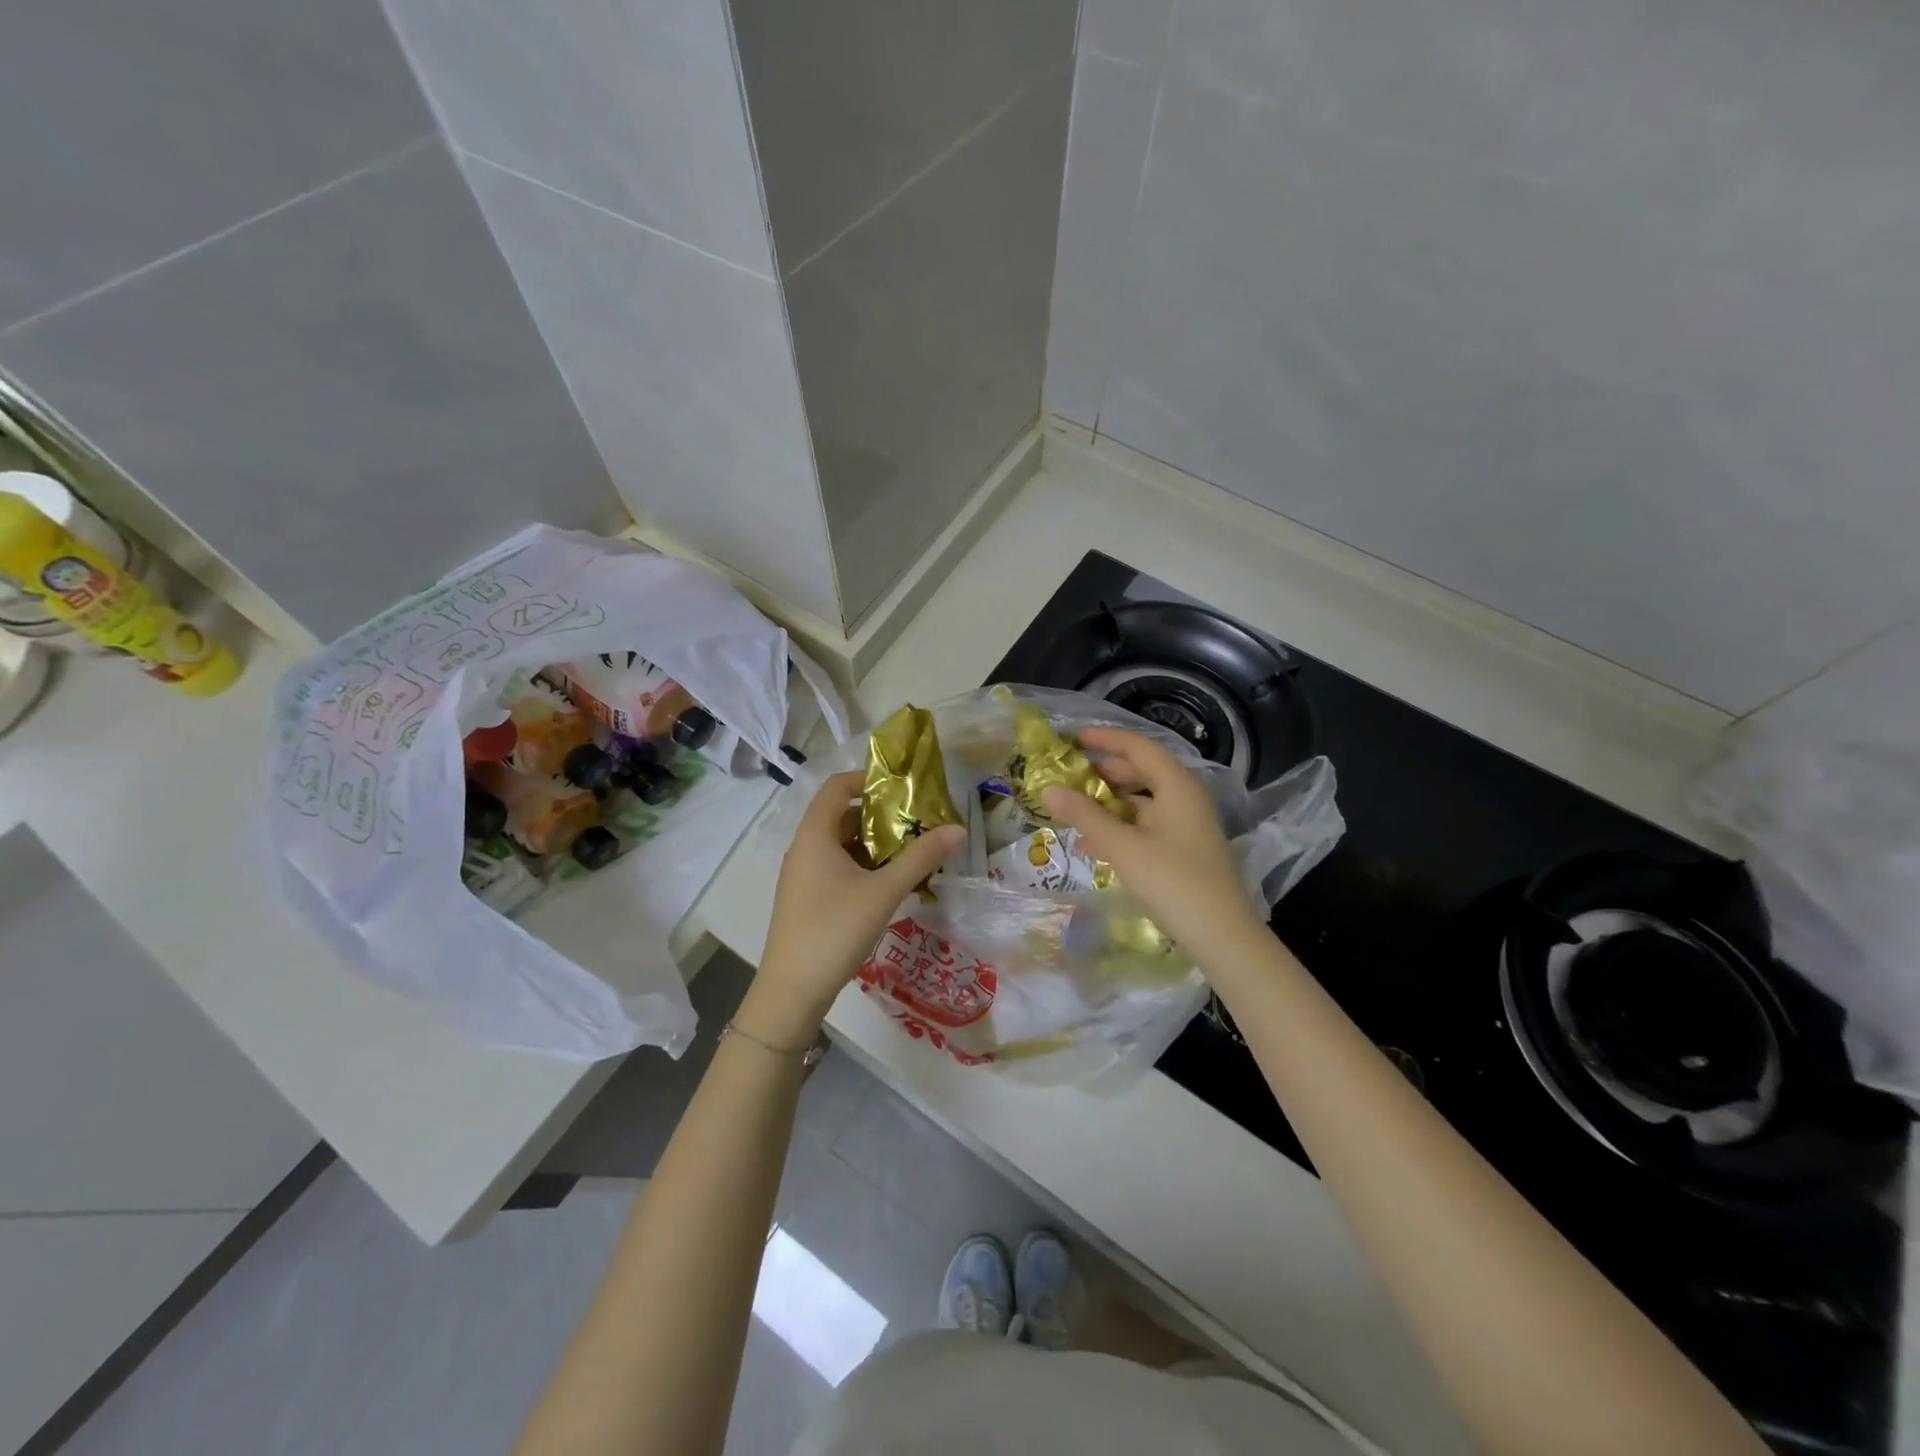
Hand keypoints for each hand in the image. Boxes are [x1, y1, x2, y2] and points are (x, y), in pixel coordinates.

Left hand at [745, 770, 965, 1047]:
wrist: (791, 991)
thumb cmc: (834, 930)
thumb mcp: (883, 892)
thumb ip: (921, 858)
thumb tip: (958, 829)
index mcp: (814, 835)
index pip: (837, 787)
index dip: (868, 779)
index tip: (903, 788)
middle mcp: (804, 848)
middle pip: (842, 814)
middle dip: (881, 815)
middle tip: (918, 822)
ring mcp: (804, 875)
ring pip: (842, 844)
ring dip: (875, 843)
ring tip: (912, 852)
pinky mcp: (808, 898)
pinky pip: (837, 866)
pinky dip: (864, 865)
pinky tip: (891, 883)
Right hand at [1040, 728, 1268, 971]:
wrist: (1222, 936)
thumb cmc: (1172, 881)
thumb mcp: (1122, 846)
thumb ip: (1084, 815)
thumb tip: (1049, 789)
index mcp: (1177, 786)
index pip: (1139, 747)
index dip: (1106, 739)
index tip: (1074, 739)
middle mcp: (1186, 798)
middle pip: (1142, 772)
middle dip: (1104, 772)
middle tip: (1070, 775)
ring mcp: (1187, 826)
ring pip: (1143, 802)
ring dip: (1109, 804)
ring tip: (1074, 811)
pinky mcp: (1185, 851)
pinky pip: (1147, 827)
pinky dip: (1121, 828)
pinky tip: (1093, 845)